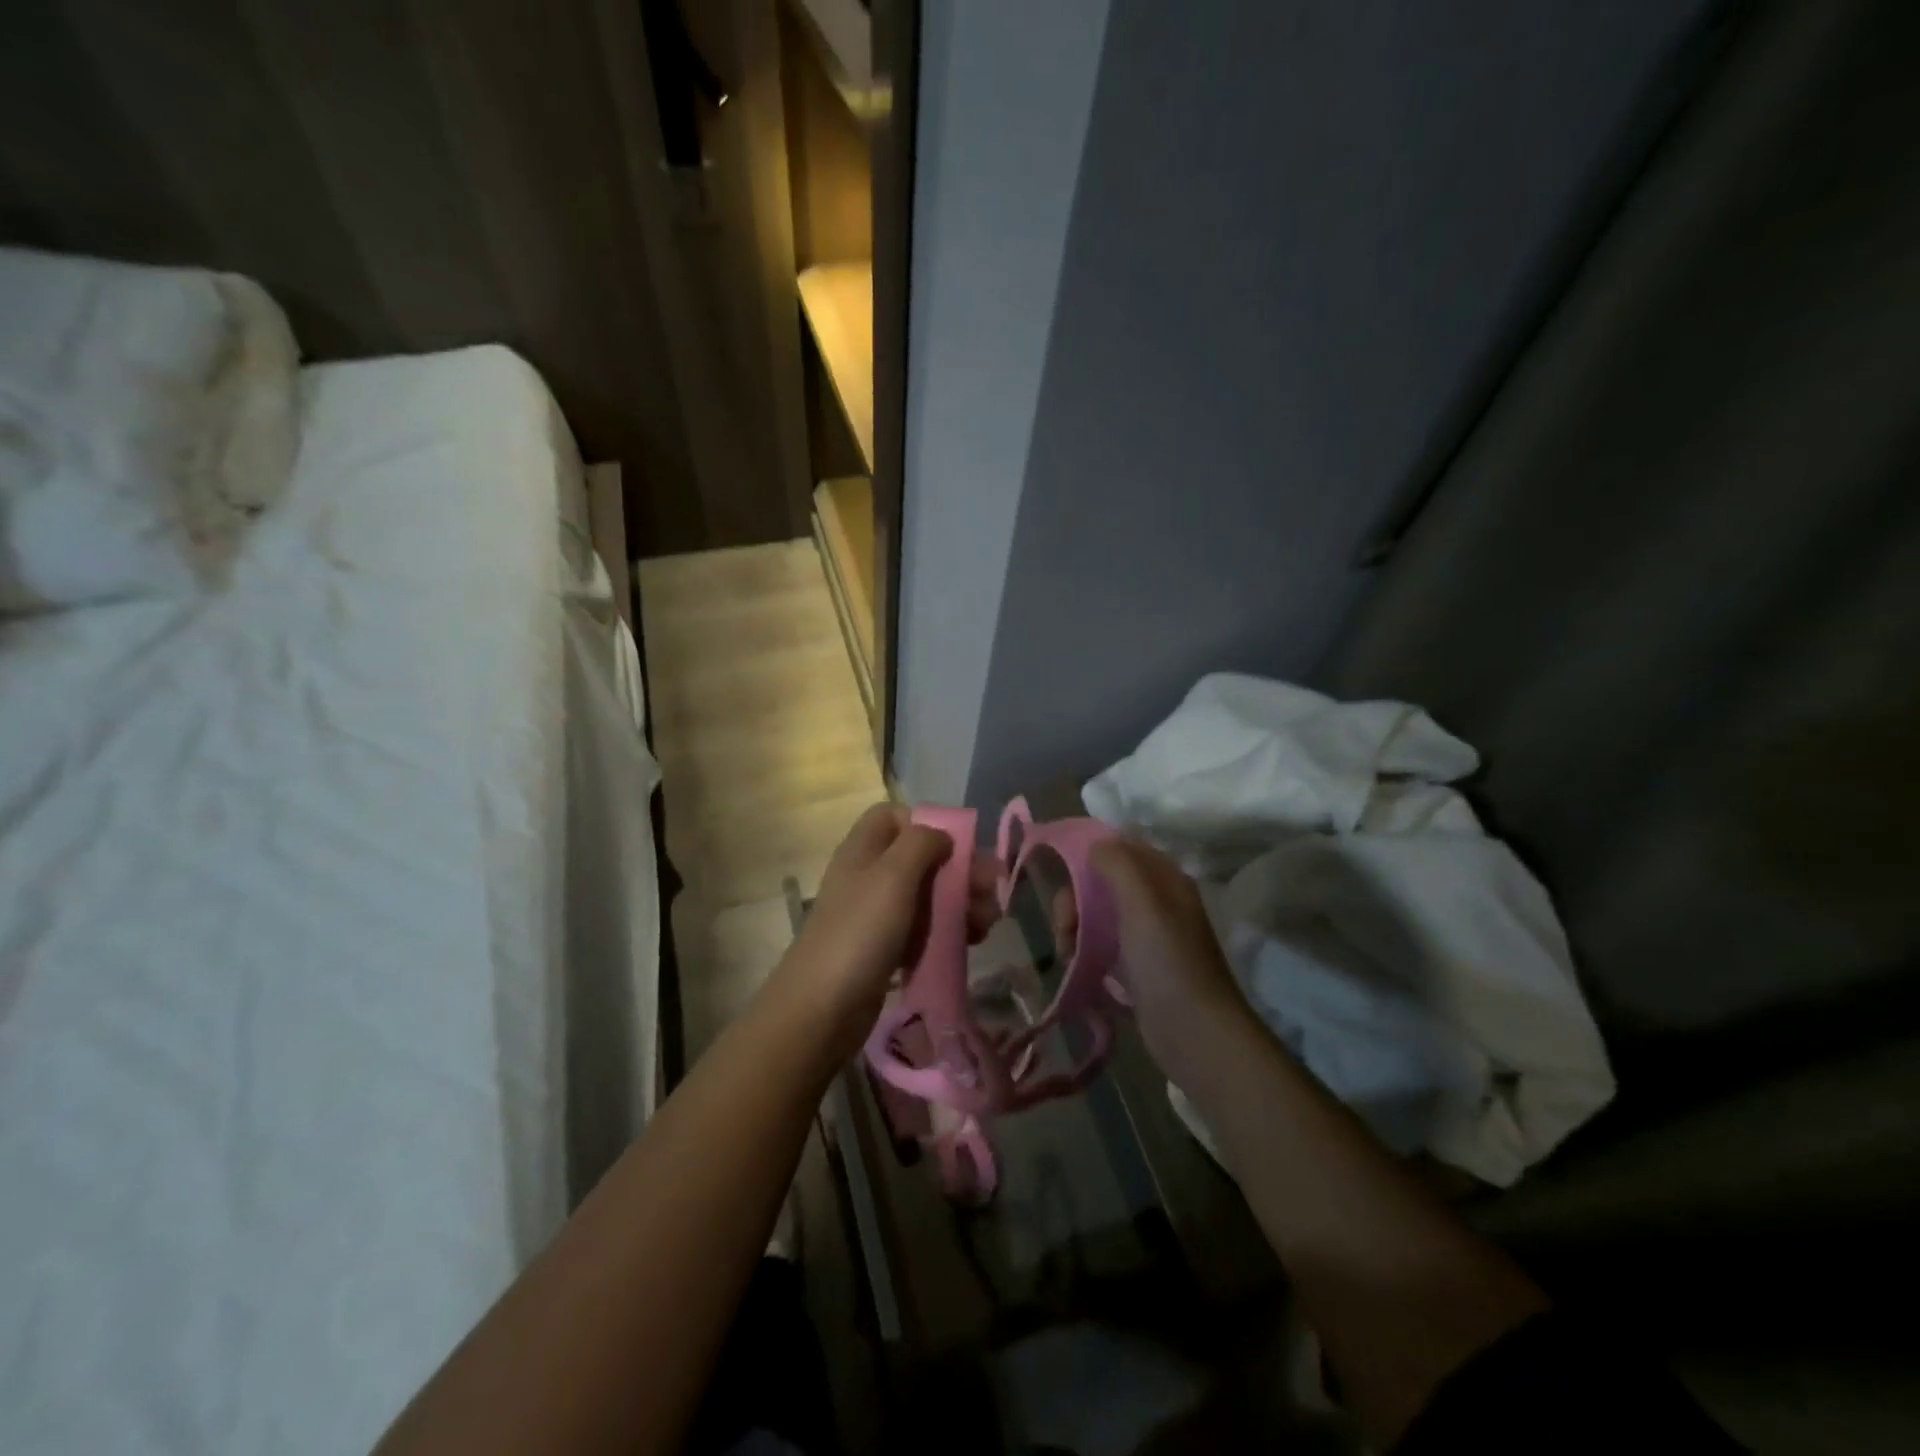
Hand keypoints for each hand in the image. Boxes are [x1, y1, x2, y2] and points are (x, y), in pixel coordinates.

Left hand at [764, 804, 1001, 1063]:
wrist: (822, 1008)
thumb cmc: (860, 931)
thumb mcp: (893, 875)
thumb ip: (921, 843)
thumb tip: (943, 835)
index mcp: (864, 848)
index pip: (895, 816)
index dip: (928, 823)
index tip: (958, 846)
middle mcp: (869, 875)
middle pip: (920, 857)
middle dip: (959, 869)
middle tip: (992, 891)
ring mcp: (876, 913)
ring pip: (926, 894)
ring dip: (961, 902)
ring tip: (990, 921)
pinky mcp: (884, 947)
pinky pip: (923, 928)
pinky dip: (948, 929)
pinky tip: (972, 941)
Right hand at [1054, 836, 1259, 1080]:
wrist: (1195, 1033)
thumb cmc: (1168, 961)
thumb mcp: (1143, 902)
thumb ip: (1118, 864)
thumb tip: (1094, 844)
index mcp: (1165, 880)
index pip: (1121, 848)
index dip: (1089, 851)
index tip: (1058, 868)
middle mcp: (1157, 902)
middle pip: (1102, 883)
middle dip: (1075, 899)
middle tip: (1065, 926)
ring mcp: (1146, 937)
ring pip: (1097, 916)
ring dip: (1074, 928)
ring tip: (1067, 954)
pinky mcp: (1136, 968)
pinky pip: (1100, 946)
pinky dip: (1084, 952)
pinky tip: (1076, 968)